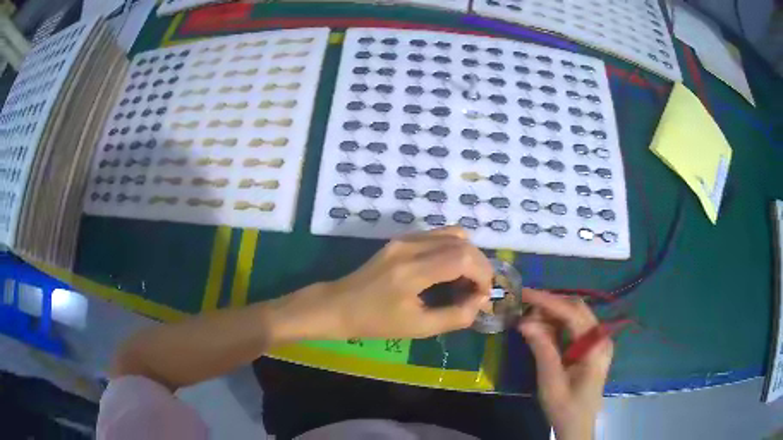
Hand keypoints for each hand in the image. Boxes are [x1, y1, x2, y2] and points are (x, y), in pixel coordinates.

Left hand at [301, 227, 492, 339]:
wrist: (339, 305)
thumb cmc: (375, 322)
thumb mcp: (418, 328)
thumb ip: (455, 316)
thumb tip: (480, 302)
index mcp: (413, 270)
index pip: (463, 257)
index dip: (482, 274)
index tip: (483, 295)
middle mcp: (410, 246)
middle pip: (462, 242)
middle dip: (479, 265)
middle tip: (476, 290)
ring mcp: (404, 239)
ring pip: (452, 234)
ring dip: (467, 255)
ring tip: (464, 280)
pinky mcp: (401, 239)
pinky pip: (437, 236)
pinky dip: (452, 249)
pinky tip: (448, 270)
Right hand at [517, 289, 612, 439]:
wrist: (577, 426)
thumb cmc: (565, 407)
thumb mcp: (551, 381)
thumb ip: (542, 349)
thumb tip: (524, 321)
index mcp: (596, 346)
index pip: (573, 313)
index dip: (548, 301)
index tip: (524, 294)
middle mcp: (600, 337)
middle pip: (577, 308)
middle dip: (549, 303)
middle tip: (523, 303)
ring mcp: (597, 341)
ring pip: (575, 315)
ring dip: (552, 312)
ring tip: (528, 315)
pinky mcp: (590, 347)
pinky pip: (573, 327)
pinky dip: (556, 323)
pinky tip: (541, 327)